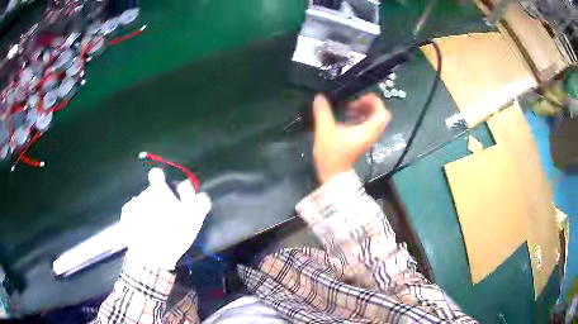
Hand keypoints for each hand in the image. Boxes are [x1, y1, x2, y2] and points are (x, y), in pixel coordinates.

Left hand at [121, 168, 210, 269]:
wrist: (151, 257)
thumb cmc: (173, 236)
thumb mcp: (193, 220)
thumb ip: (199, 202)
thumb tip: (197, 190)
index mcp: (158, 192)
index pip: (157, 175)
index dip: (160, 180)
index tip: (165, 191)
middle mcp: (142, 195)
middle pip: (150, 193)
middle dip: (156, 202)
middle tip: (164, 218)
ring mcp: (132, 206)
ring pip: (141, 204)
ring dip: (147, 211)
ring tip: (153, 228)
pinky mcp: (125, 219)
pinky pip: (132, 214)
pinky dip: (137, 219)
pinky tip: (143, 231)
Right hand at [313, 94, 389, 183]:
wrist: (333, 176)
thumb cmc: (331, 155)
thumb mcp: (325, 131)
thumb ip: (323, 113)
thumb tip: (319, 97)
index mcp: (367, 131)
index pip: (382, 113)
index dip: (374, 101)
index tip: (359, 98)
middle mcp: (372, 134)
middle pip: (380, 115)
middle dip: (369, 105)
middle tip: (354, 102)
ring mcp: (368, 138)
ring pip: (375, 120)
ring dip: (364, 111)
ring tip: (349, 109)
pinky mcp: (363, 141)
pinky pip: (368, 125)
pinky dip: (361, 118)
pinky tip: (348, 117)